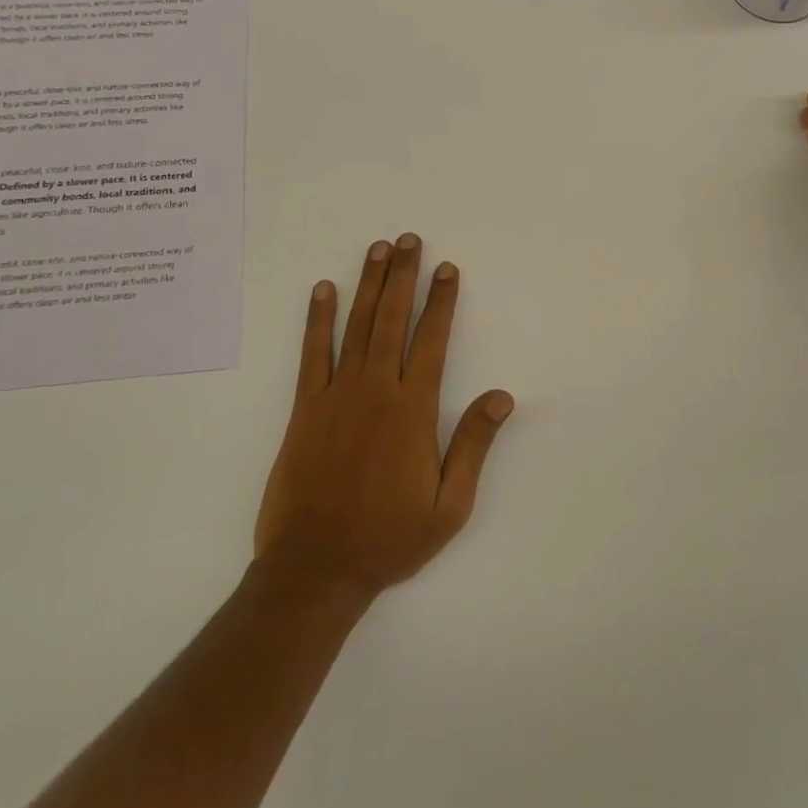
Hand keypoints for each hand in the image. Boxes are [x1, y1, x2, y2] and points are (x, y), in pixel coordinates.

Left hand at [254, 234, 514, 601]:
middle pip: (393, 319)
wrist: (316, 568)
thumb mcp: (449, 506)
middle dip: (403, 276)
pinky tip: (323, 290)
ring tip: (377, 249)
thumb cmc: (389, 538)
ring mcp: (337, 395)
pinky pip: (313, 353)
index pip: (432, 340)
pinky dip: (318, 319)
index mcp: (413, 410)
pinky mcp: (305, 408)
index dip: (442, 301)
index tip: (446, 268)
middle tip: (409, 239)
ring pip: (357, 326)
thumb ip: (473, 445)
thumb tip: (502, 396)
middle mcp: (377, 390)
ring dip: (368, 284)